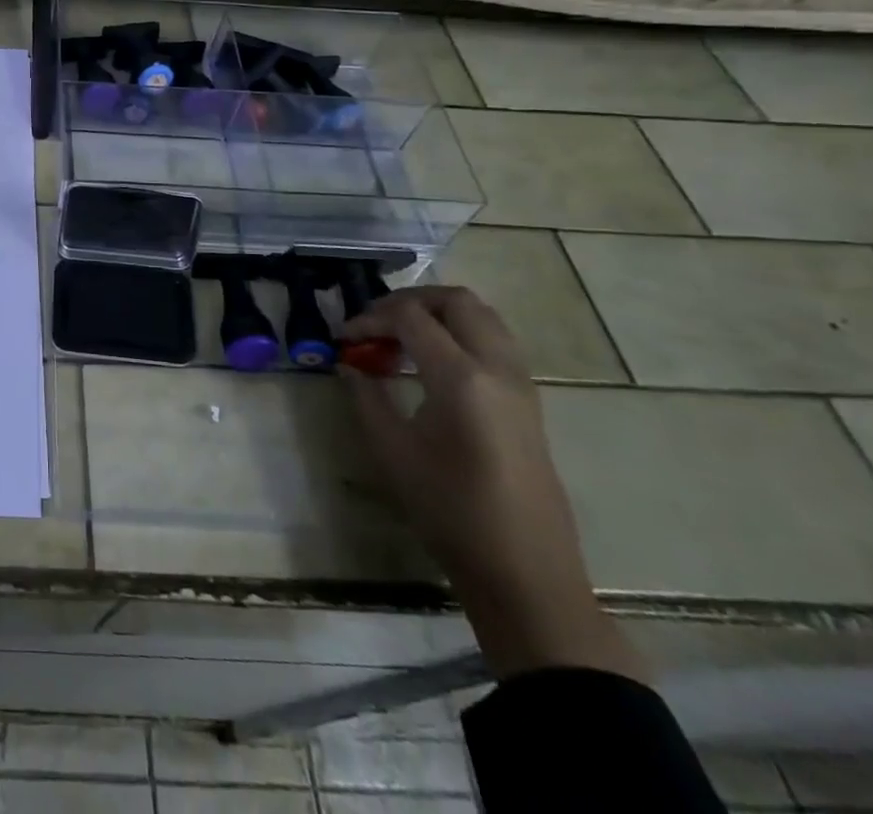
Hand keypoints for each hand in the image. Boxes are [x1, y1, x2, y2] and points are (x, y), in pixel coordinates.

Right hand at [341, 285, 645, 682]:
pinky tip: (431, 363)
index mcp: (462, 378)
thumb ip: (366, 397)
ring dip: (438, 313)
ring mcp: (521, 383)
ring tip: (401, 338)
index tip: (343, 337)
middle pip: (456, 300)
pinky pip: (495, 340)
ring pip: (482, 315)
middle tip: (375, 323)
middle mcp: (498, 367)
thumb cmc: (450, 511)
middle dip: (409, 301)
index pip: (410, 316)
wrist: (524, 572)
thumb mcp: (392, 451)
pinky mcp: (528, 400)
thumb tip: (350, 365)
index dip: (369, 318)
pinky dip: (460, 333)